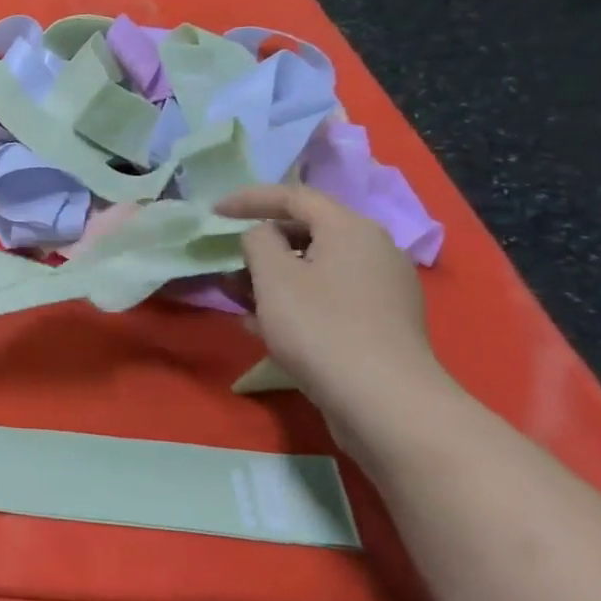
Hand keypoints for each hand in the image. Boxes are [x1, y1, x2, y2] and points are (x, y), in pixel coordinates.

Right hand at [217, 183, 461, 457]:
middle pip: (307, 232)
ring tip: (237, 297)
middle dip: (261, 245)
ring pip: (315, 269)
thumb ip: (258, 241)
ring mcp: (381, 290)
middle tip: (227, 259)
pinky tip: (264, 326)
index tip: (214, 213)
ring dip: (272, 278)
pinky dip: (295, 302)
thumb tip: (263, 237)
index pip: (294, 196)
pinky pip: (328, 298)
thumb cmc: (320, 328)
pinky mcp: (380, 325)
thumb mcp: (273, 276)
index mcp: (350, 228)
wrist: (385, 404)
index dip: (249, 199)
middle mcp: (373, 250)